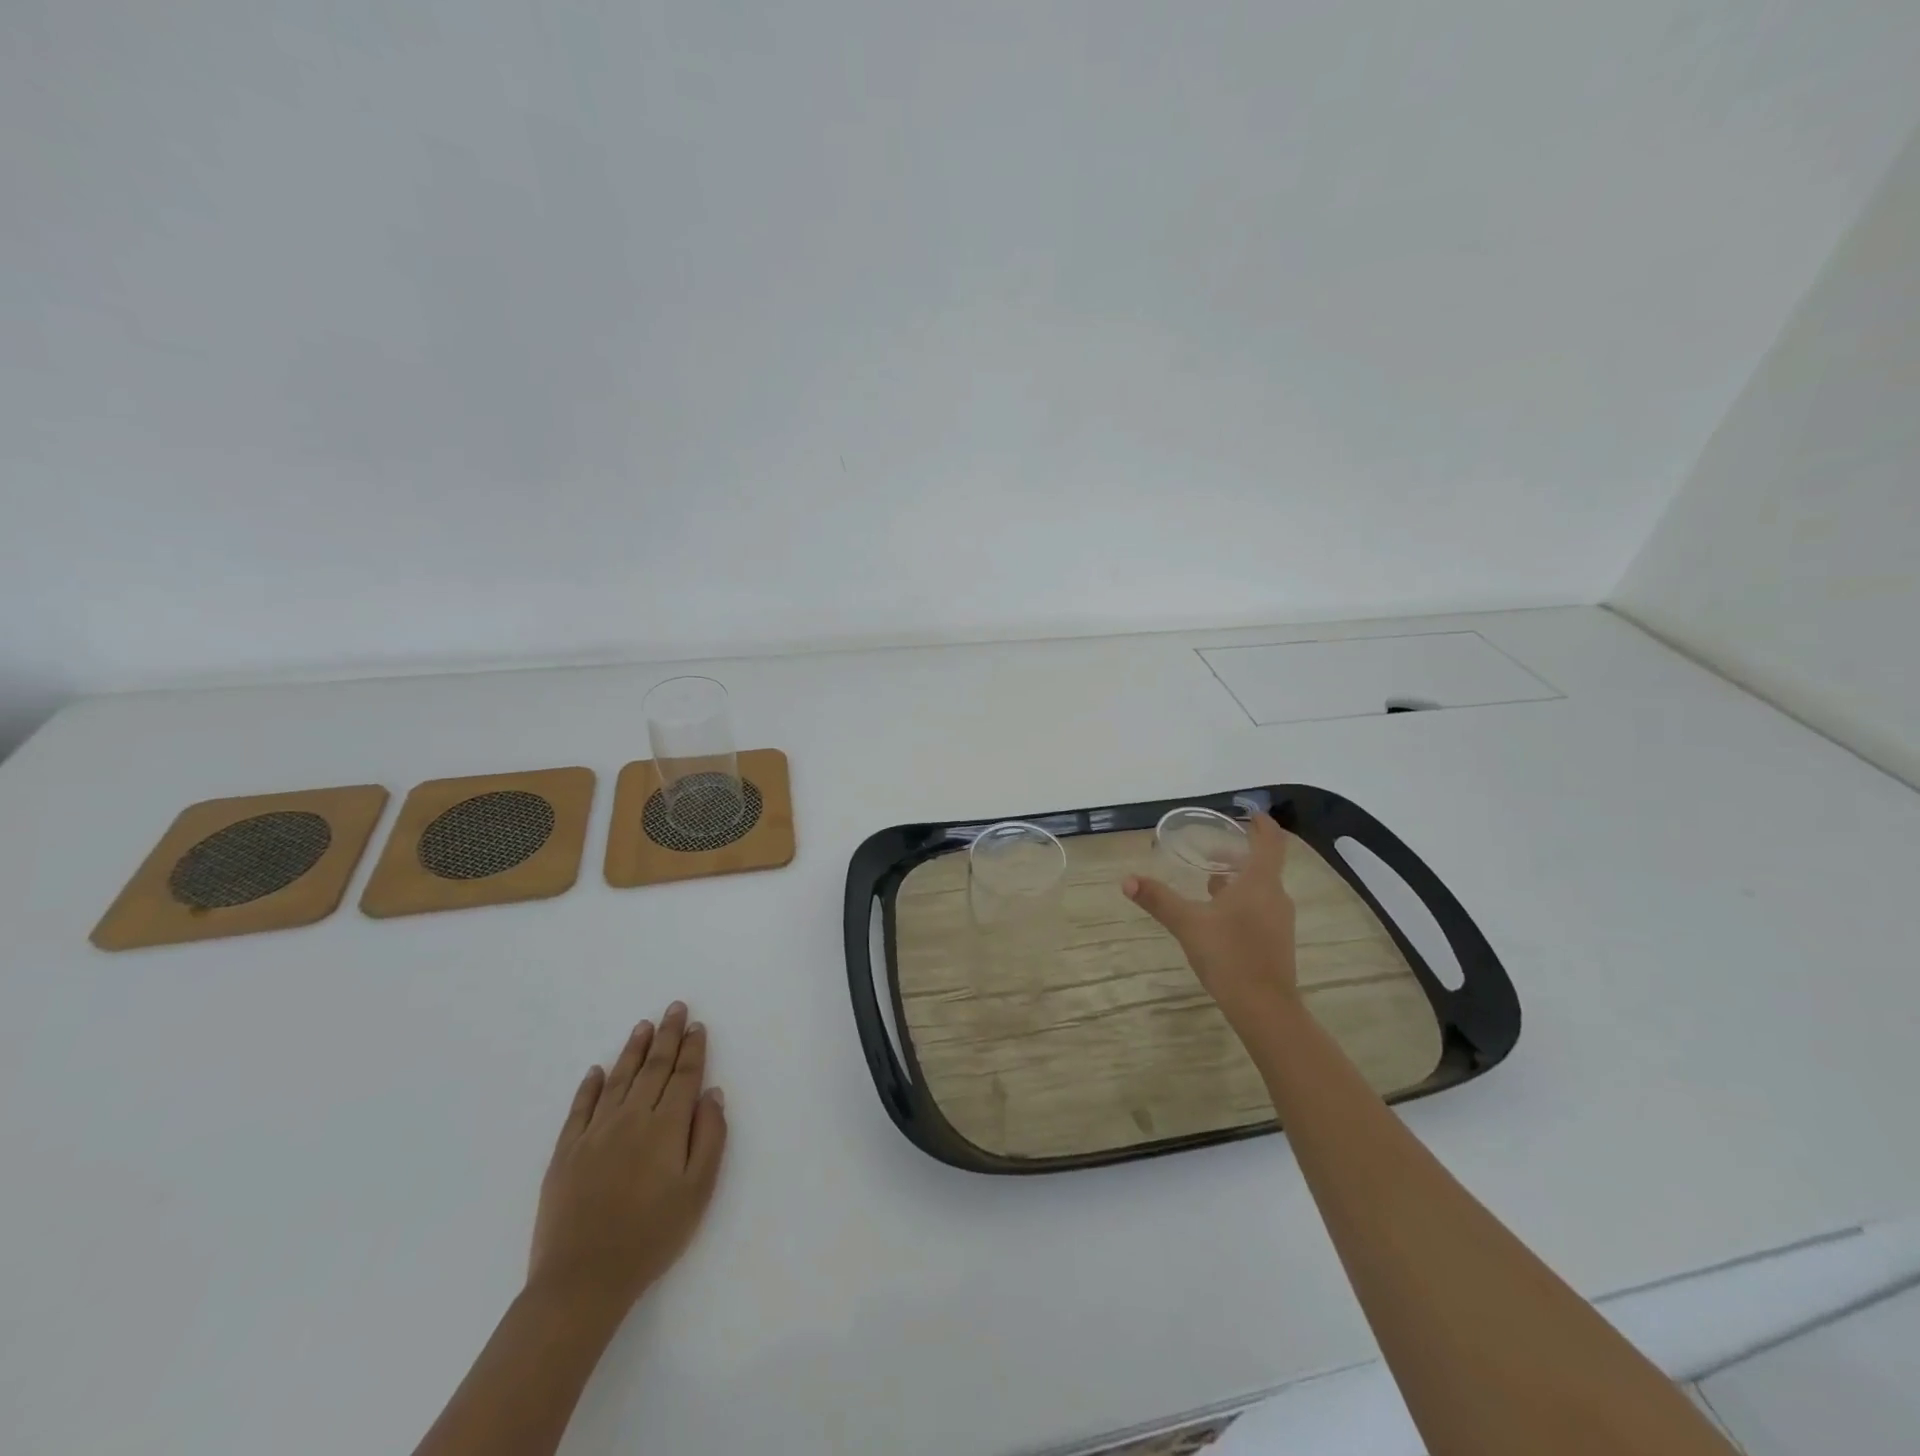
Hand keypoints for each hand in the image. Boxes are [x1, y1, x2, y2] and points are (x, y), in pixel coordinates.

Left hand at [528, 1002, 727, 1315]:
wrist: (582, 1280)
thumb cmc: (651, 1237)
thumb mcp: (698, 1191)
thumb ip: (710, 1137)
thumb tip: (712, 1094)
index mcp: (666, 1127)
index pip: (683, 1076)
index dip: (692, 1049)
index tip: (697, 1026)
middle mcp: (631, 1118)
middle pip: (653, 1067)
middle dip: (667, 1035)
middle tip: (675, 1007)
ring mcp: (595, 1133)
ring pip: (619, 1079)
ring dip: (634, 1050)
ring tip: (644, 1025)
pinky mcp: (566, 1152)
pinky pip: (580, 1108)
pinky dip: (590, 1086)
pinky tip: (597, 1070)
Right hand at [1124, 811, 1298, 1031]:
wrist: (1264, 1008)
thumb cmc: (1229, 956)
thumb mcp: (1188, 924)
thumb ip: (1158, 899)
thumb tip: (1127, 880)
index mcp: (1259, 882)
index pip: (1270, 841)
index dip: (1262, 824)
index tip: (1250, 812)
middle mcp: (1275, 896)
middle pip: (1263, 864)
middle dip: (1239, 852)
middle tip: (1212, 847)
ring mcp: (1279, 920)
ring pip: (1260, 887)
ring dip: (1239, 877)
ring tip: (1210, 878)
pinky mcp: (1276, 940)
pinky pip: (1260, 907)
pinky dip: (1242, 899)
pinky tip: (1218, 913)